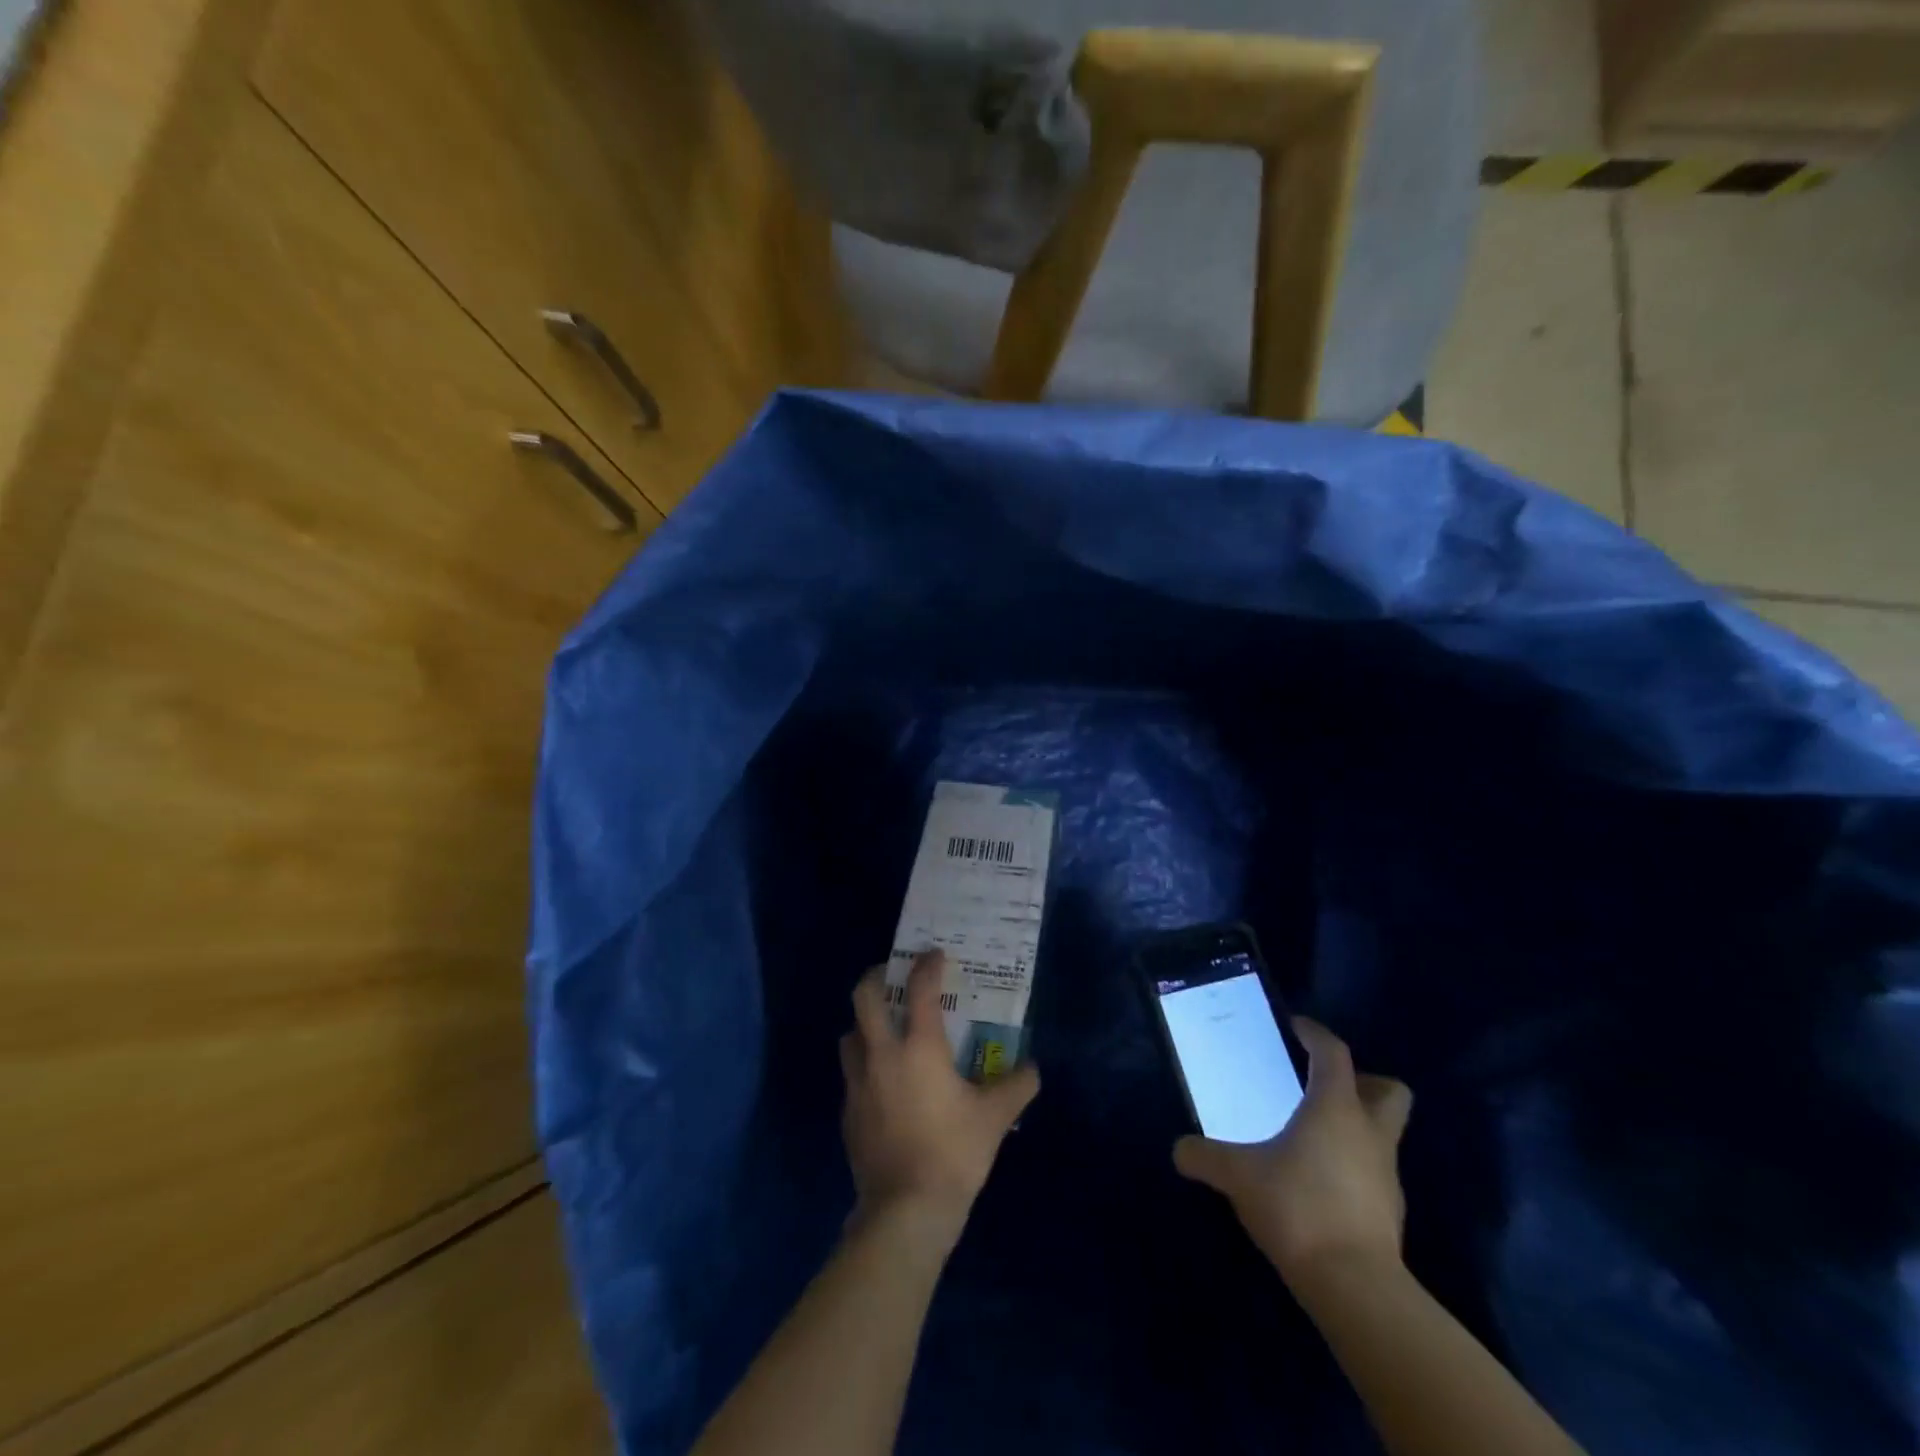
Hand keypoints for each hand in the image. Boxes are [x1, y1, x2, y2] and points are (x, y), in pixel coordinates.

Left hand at [840, 950, 1039, 1231]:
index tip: (935, 954)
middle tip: (892, 976)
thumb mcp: (994, 1118)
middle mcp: (882, 1054)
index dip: (927, 964)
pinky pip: (851, 1072)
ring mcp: (858, 1082)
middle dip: (875, 976)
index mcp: (919, 1047)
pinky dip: (864, 1063)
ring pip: (850, 1034)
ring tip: (886, 1030)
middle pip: (863, 997)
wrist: (905, 1210)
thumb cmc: (953, 1152)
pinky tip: (883, 1082)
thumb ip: (1017, 1086)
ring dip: (865, 1023)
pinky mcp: (848, 1111)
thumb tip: (1033, 1069)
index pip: (919, 988)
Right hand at [1174, 1017, 1411, 1292]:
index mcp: (1336, 1108)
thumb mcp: (1238, 1177)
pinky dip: (1351, 1165)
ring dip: (1355, 1126)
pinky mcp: (1389, 1213)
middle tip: (1321, 1085)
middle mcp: (1369, 1133)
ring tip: (1311, 1135)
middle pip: (1389, 1090)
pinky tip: (1317, 1180)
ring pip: (1383, 1133)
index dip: (1315, 1034)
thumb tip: (1178, 1149)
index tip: (1295, 1027)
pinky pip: (1373, 1171)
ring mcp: (1385, 1175)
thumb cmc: (1298, 1208)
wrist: (1355, 1288)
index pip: (1334, 1053)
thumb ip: (1204, 1157)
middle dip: (1363, 1081)